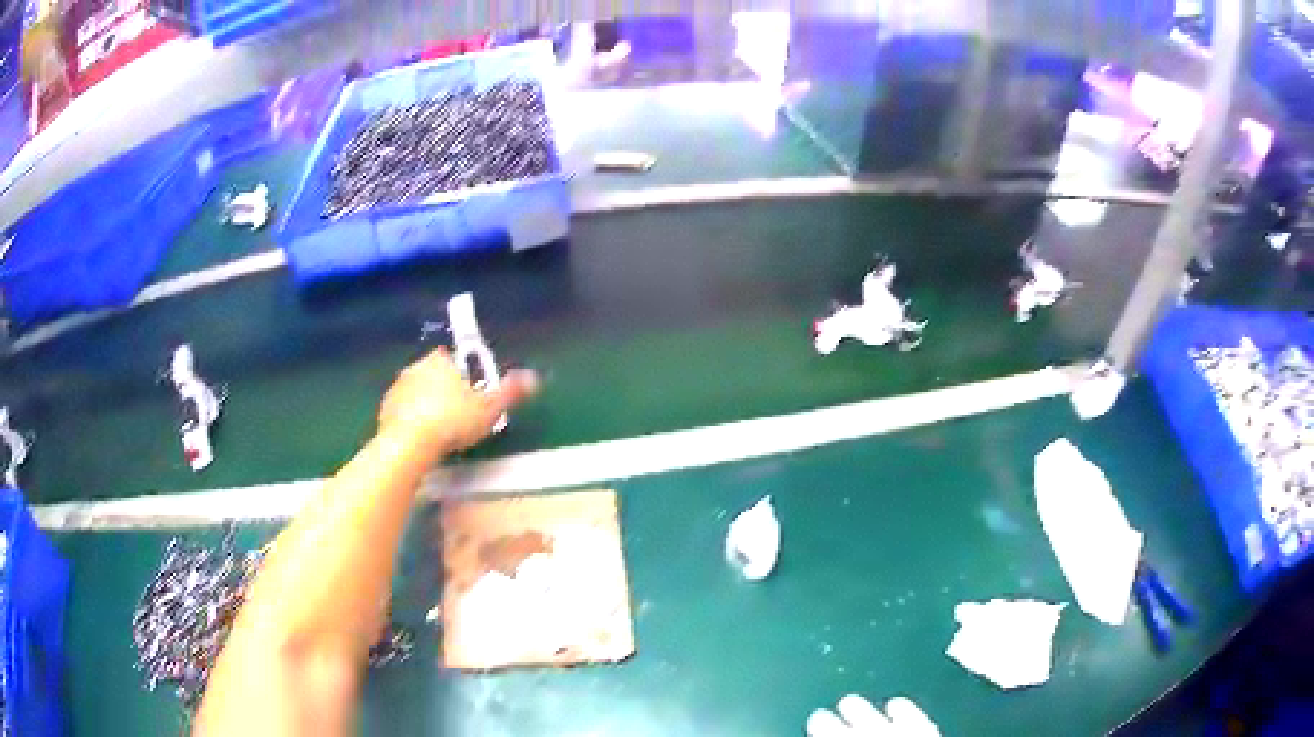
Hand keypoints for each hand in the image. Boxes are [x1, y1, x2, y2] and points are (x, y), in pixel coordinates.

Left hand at [378, 349, 538, 455]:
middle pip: (432, 374)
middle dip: (442, 388)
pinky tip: (421, 439)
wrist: (410, 443)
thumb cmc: (453, 421)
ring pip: (415, 393)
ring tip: (440, 430)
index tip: (471, 392)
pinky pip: (402, 412)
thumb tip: (533, 377)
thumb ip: (510, 392)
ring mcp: (396, 389)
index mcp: (440, 361)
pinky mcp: (384, 411)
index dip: (462, 374)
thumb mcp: (489, 409)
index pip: (451, 358)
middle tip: (458, 414)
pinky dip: (411, 421)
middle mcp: (415, 368)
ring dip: (425, 405)